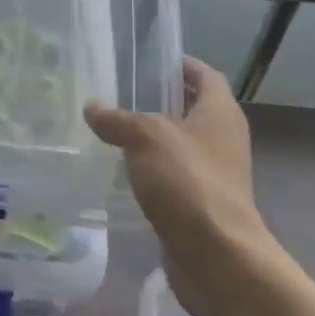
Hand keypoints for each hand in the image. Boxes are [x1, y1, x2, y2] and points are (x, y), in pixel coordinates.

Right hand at [84, 57, 274, 315]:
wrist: (217, 257)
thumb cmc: (188, 182)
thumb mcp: (145, 137)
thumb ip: (116, 118)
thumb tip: (93, 107)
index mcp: (219, 113)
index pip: (203, 74)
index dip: (178, 63)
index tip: (145, 58)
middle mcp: (221, 138)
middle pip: (189, 107)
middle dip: (156, 98)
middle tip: (115, 89)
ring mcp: (211, 172)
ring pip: (176, 142)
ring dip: (148, 135)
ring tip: (107, 125)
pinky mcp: (197, 201)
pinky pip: (169, 172)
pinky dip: (147, 166)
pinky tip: (116, 165)